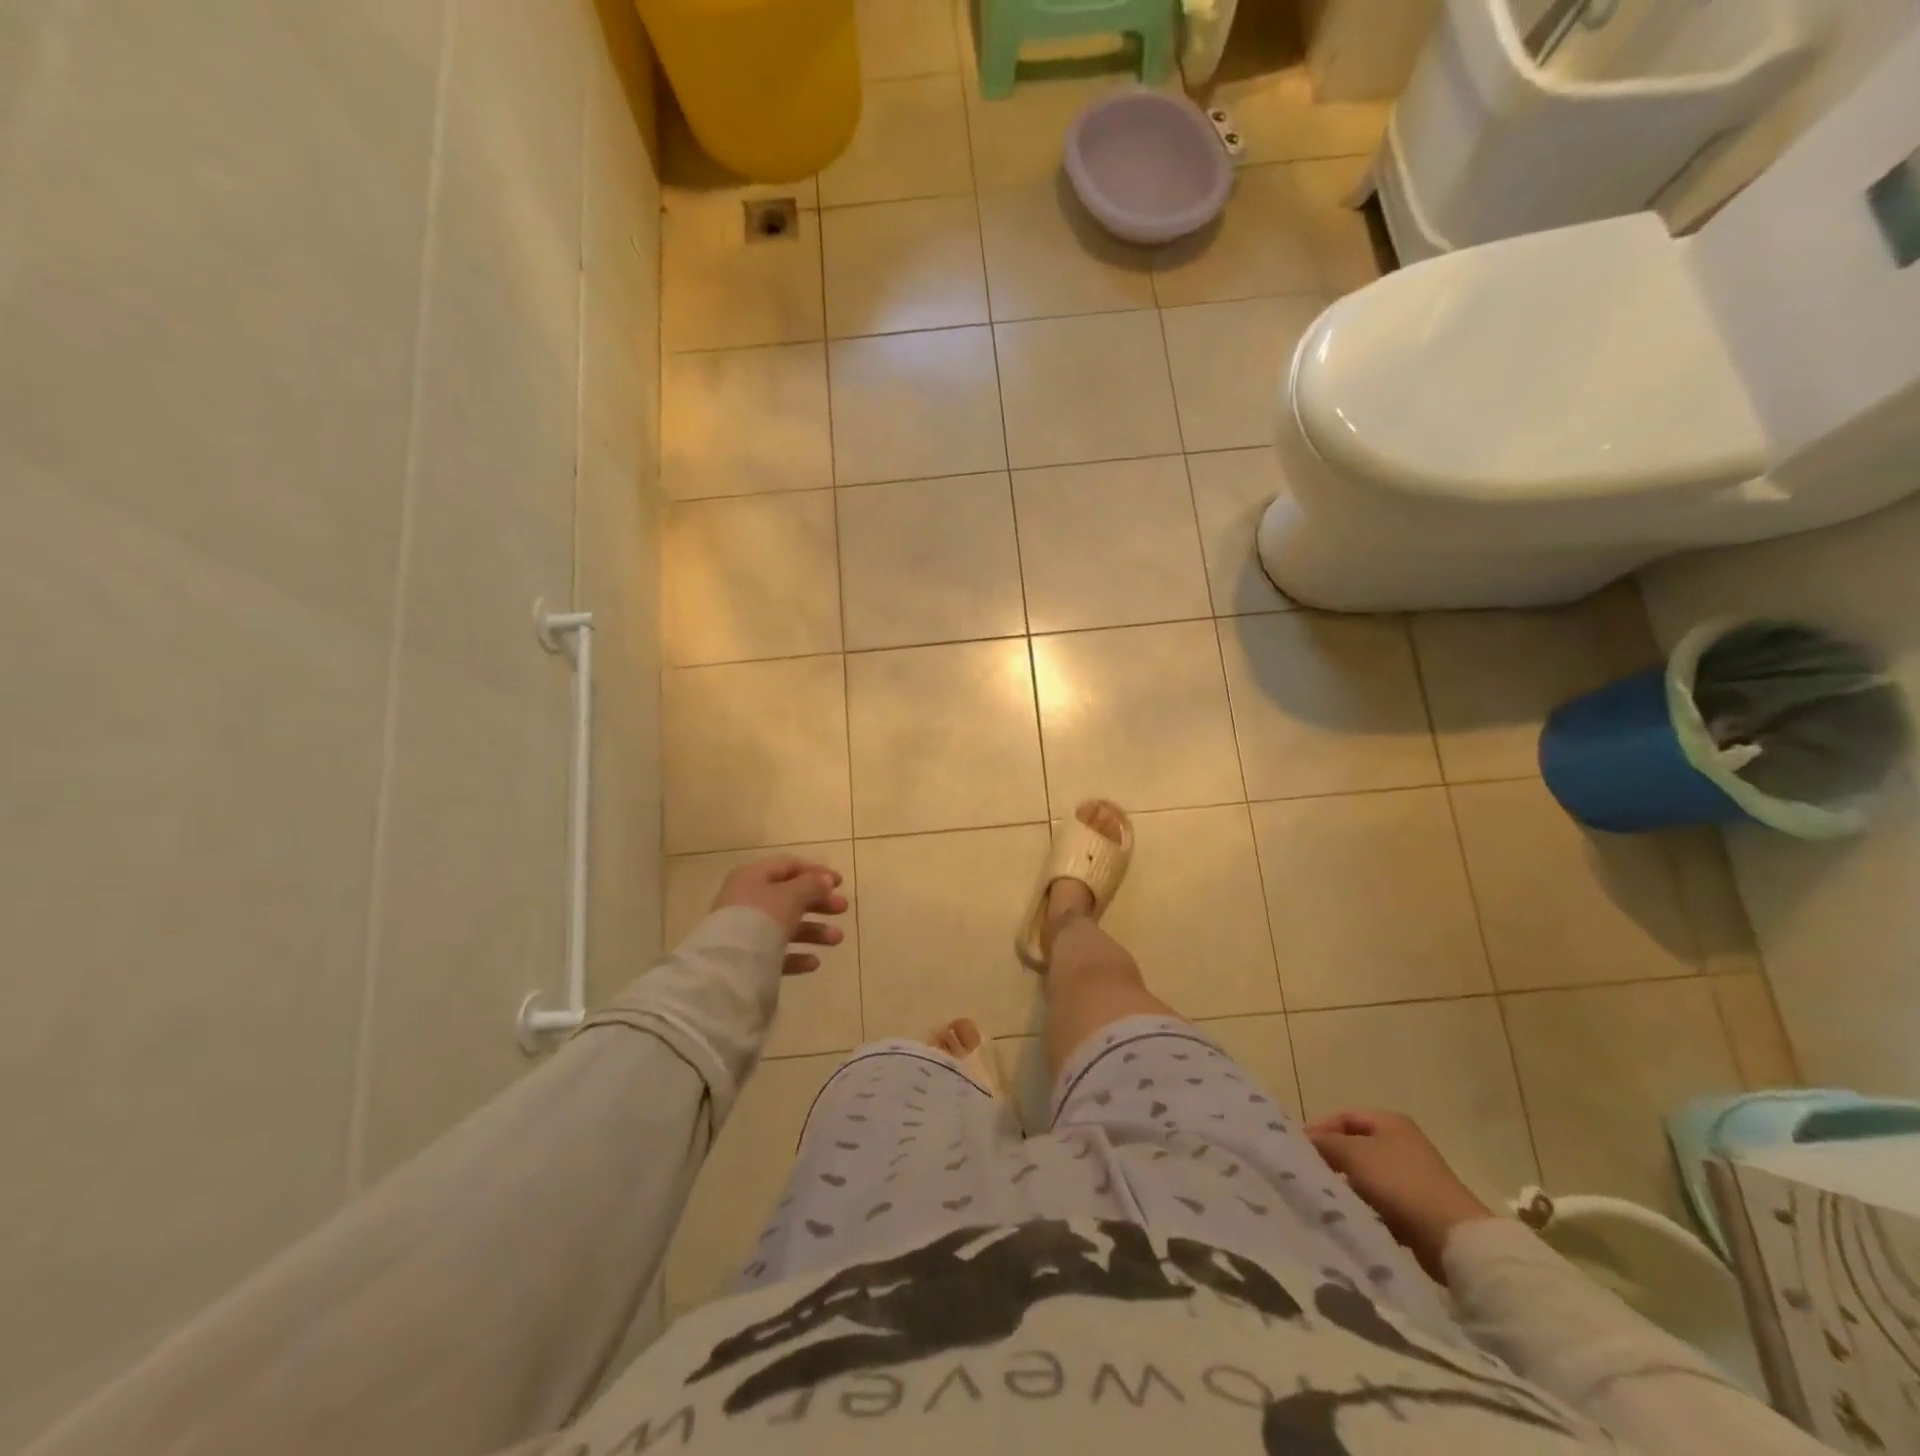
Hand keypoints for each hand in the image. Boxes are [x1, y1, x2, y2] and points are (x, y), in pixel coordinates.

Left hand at [712, 856, 847, 976]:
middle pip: (789, 896)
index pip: (788, 866)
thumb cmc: (761, 919)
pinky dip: (796, 955)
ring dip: (814, 930)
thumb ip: (811, 885)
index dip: (816, 871)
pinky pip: (776, 952)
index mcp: (753, 876)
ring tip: (837, 939)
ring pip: (785, 925)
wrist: (728, 966)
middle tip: (843, 908)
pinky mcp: (746, 958)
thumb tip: (825, 879)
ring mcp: (745, 930)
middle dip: (819, 903)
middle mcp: (747, 899)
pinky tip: (814, 962)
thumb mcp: (791, 896)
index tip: (840, 883)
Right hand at [1306, 1109, 1495, 1280]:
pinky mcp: (1417, 1207)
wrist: (1453, 1237)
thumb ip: (1325, 1142)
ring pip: (1366, 1175)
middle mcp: (1402, 1143)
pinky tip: (1353, 1215)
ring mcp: (1412, 1176)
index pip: (1343, 1116)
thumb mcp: (1354, 1154)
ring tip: (1328, 1196)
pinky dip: (1366, 1205)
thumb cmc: (1399, 1182)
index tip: (1299, 1148)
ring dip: (1348, 1184)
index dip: (1319, 1128)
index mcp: (1390, 1122)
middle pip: (1355, 1145)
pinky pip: (1381, 1200)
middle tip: (1309, 1172)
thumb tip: (1304, 1140)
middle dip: (1332, 1158)